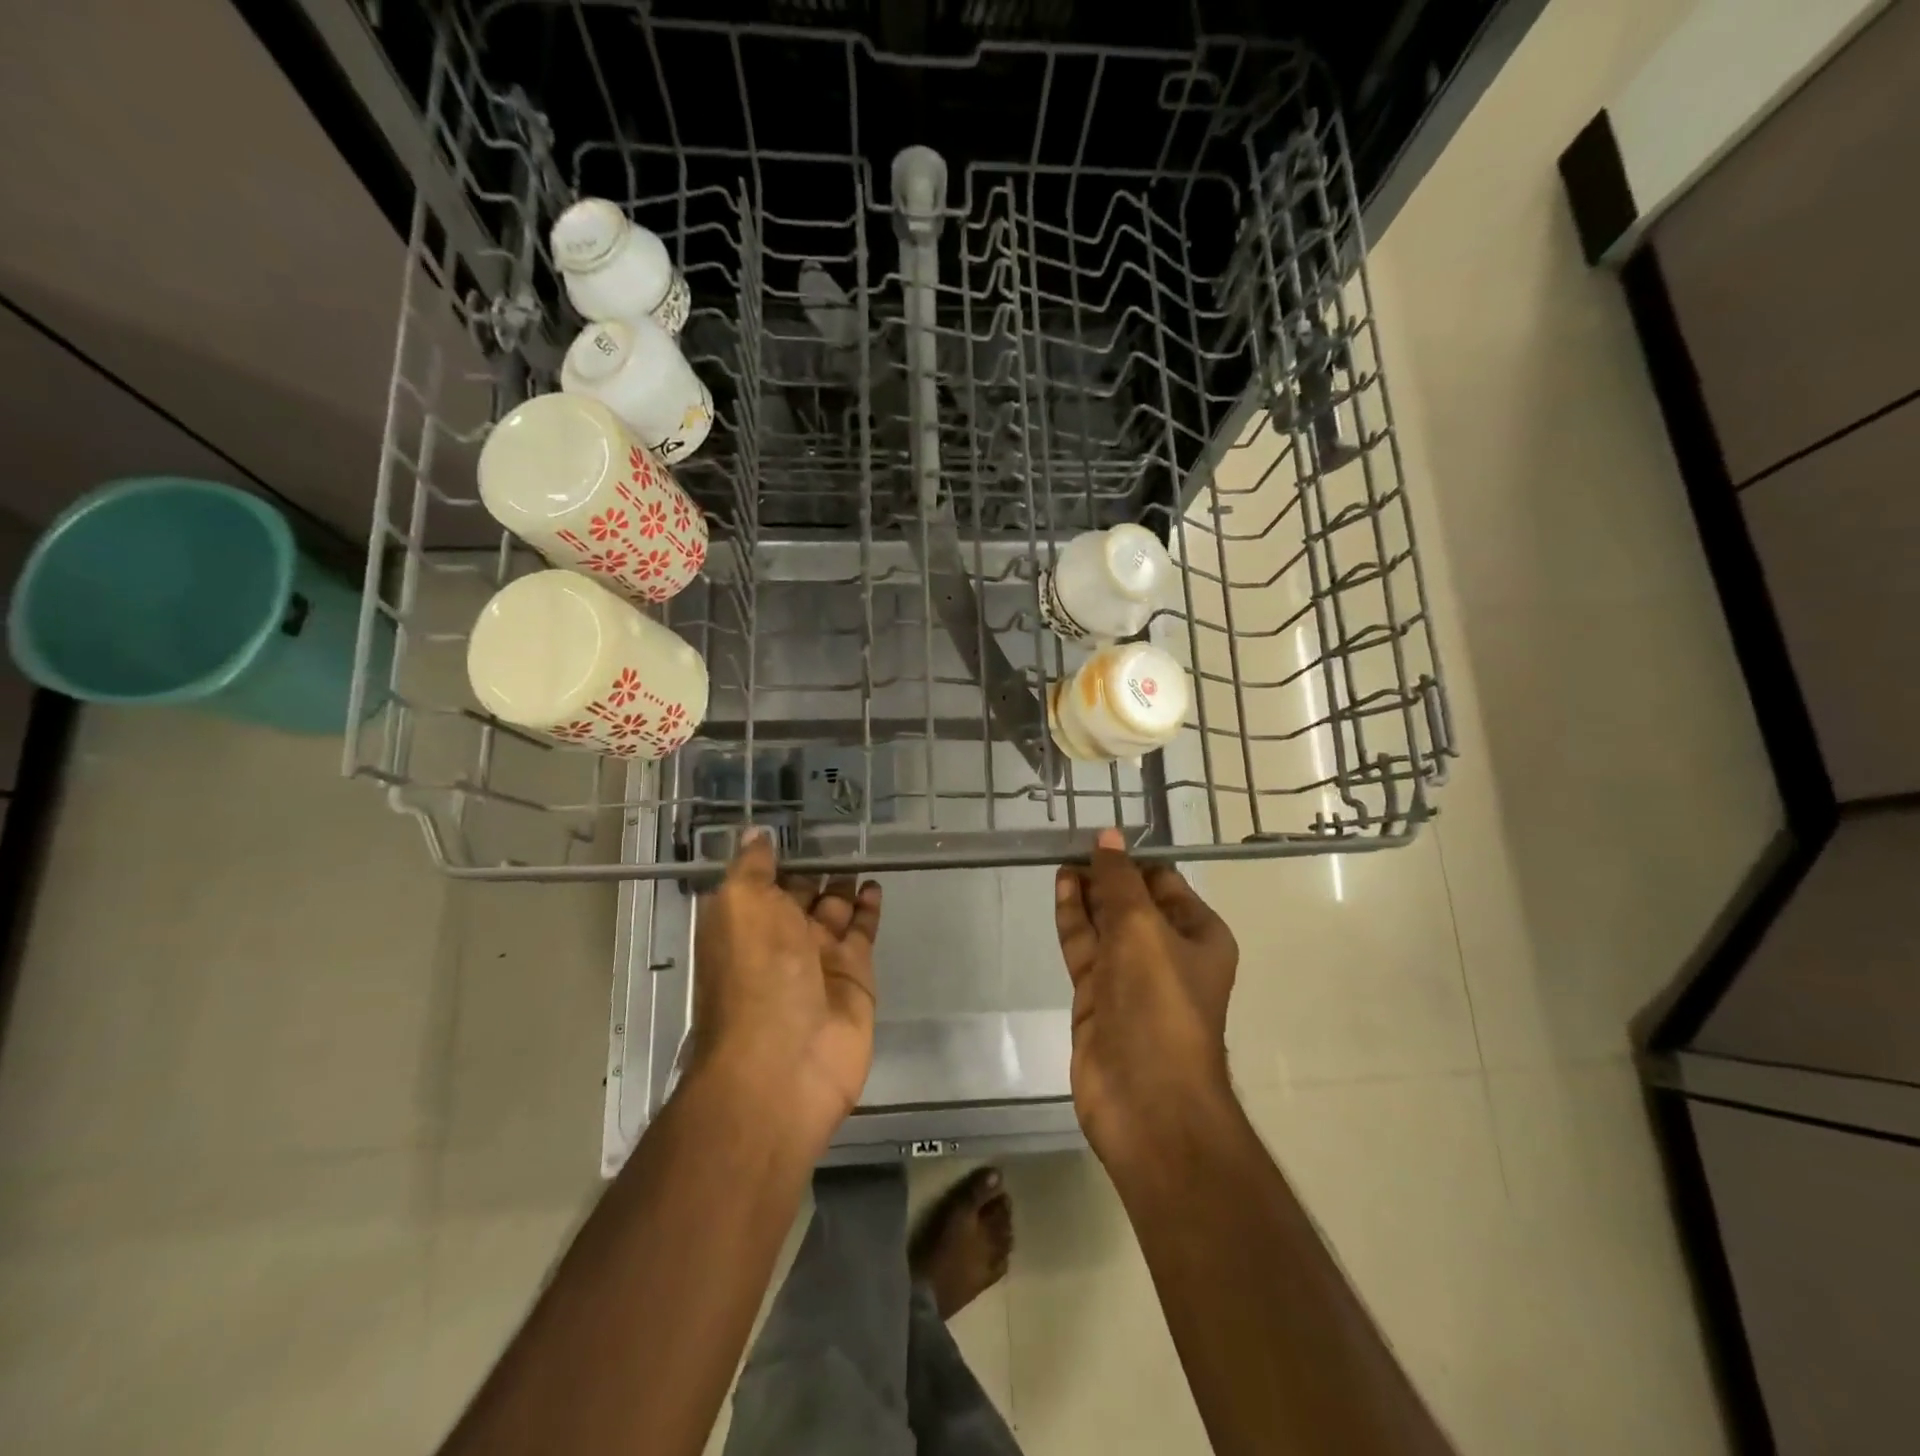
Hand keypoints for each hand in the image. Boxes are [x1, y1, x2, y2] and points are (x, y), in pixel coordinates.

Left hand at [690, 832, 882, 1154]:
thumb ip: (752, 867)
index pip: (762, 879)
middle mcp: (778, 938)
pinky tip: (875, 884)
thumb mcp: (741, 906)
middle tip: (840, 829)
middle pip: (800, 894)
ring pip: (834, 909)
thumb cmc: (755, 975)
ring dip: (844, 883)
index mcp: (744, 922)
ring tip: (862, 849)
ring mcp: (819, 958)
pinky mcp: (855, 975)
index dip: (777, 854)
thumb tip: (756, 834)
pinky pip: (863, 932)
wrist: (786, 1062)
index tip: (797, 822)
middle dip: (815, 866)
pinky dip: (869, 908)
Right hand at [1054, 827, 1239, 1164]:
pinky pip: (1084, 948)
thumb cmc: (1159, 1004)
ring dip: (1087, 893)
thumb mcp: (1142, 928)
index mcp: (1199, 935)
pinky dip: (1073, 919)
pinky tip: (1061, 889)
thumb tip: (1107, 835)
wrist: (1147, 1101)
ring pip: (1105, 923)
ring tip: (1062, 859)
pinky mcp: (1098, 998)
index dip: (1132, 859)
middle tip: (1072, 842)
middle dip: (1106, 874)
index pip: (1164, 882)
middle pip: (1133, 901)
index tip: (1099, 836)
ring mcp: (1130, 977)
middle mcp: (1168, 952)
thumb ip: (1119, 881)